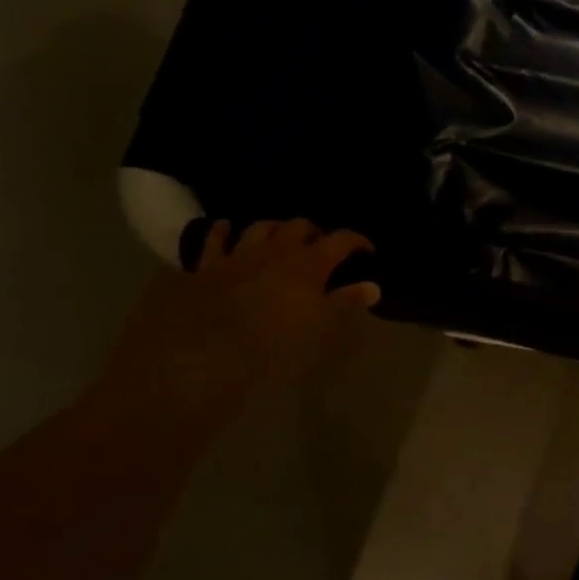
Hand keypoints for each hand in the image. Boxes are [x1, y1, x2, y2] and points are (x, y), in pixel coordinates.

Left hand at [103, 220, 379, 416]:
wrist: (205, 354)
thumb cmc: (275, 344)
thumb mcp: (322, 328)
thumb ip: (347, 302)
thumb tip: (373, 286)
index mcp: (310, 263)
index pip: (342, 240)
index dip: (357, 242)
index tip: (367, 252)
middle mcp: (276, 250)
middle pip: (300, 226)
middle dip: (315, 232)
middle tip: (322, 247)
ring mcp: (238, 255)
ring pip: (260, 227)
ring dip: (275, 229)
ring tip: (281, 237)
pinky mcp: (206, 268)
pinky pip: (215, 240)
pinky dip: (222, 231)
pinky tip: (225, 228)